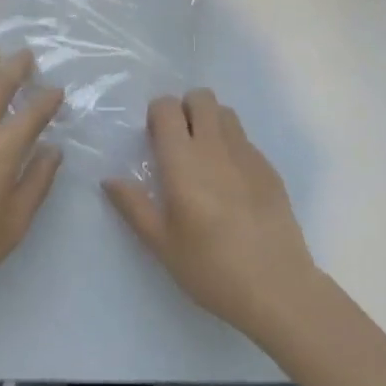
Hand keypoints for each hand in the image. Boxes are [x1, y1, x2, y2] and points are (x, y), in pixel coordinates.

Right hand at [104, 89, 320, 344]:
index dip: (157, 115)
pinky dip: (233, 147)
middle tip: (180, 144)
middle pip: (200, 97)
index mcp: (183, 159)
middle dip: (186, 109)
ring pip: (225, 113)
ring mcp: (246, 153)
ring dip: (211, 122)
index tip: (155, 141)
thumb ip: (134, 206)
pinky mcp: (269, 168)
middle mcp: (214, 146)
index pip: (166, 106)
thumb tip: (109, 179)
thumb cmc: (210, 267)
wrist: (277, 287)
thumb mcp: (162, 243)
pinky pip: (245, 139)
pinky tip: (233, 184)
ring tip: (206, 158)